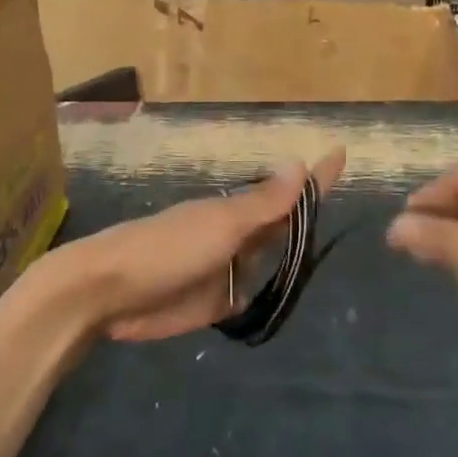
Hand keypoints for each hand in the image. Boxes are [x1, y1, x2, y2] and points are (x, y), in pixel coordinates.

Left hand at [58, 149, 345, 341]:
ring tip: (329, 248)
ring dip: (293, 255)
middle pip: (283, 226)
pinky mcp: (217, 303)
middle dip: (308, 215)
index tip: (341, 153)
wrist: (109, 293)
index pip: (287, 191)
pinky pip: (253, 293)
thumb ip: (263, 204)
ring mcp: (227, 270)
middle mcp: (237, 235)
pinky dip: (269, 291)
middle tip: (348, 209)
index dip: (315, 176)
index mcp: (238, 210)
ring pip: (270, 259)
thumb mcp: (220, 225)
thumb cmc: (166, 250)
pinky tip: (289, 291)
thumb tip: (300, 162)